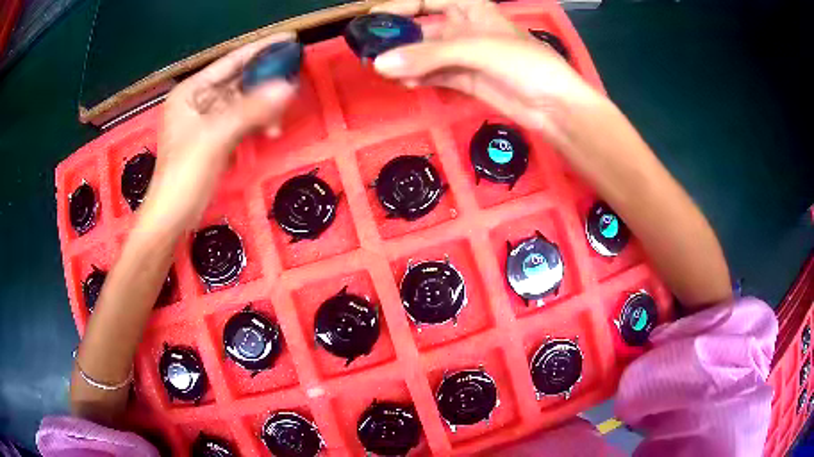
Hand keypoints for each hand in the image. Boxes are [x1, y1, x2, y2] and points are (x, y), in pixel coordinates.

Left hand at [143, 33, 297, 231]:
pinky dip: (256, 124)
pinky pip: (241, 121)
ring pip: (243, 102)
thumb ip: (251, 110)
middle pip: (239, 81)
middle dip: (265, 83)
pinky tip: (270, 131)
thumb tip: (288, 87)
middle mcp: (198, 101)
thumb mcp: (215, 138)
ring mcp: (206, 120)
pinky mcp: (214, 139)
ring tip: (279, 120)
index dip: (260, 49)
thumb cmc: (184, 175)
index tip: (290, 40)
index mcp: (191, 92)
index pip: (230, 61)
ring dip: (263, 108)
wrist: (172, 217)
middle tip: (293, 81)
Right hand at [372, 0, 599, 145]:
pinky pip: (435, 75)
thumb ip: (428, 55)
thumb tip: (380, 64)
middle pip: (422, 29)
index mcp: (470, 9)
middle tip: (371, 53)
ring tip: (383, 71)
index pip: (426, 1)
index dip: (399, 7)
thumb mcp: (476, 49)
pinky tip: (404, 82)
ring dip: (406, 62)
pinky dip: (419, 78)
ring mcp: (465, 55)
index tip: (373, 20)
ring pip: (426, 54)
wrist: (553, 106)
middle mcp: (464, 28)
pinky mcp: (466, 79)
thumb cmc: (523, 63)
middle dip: (398, 40)